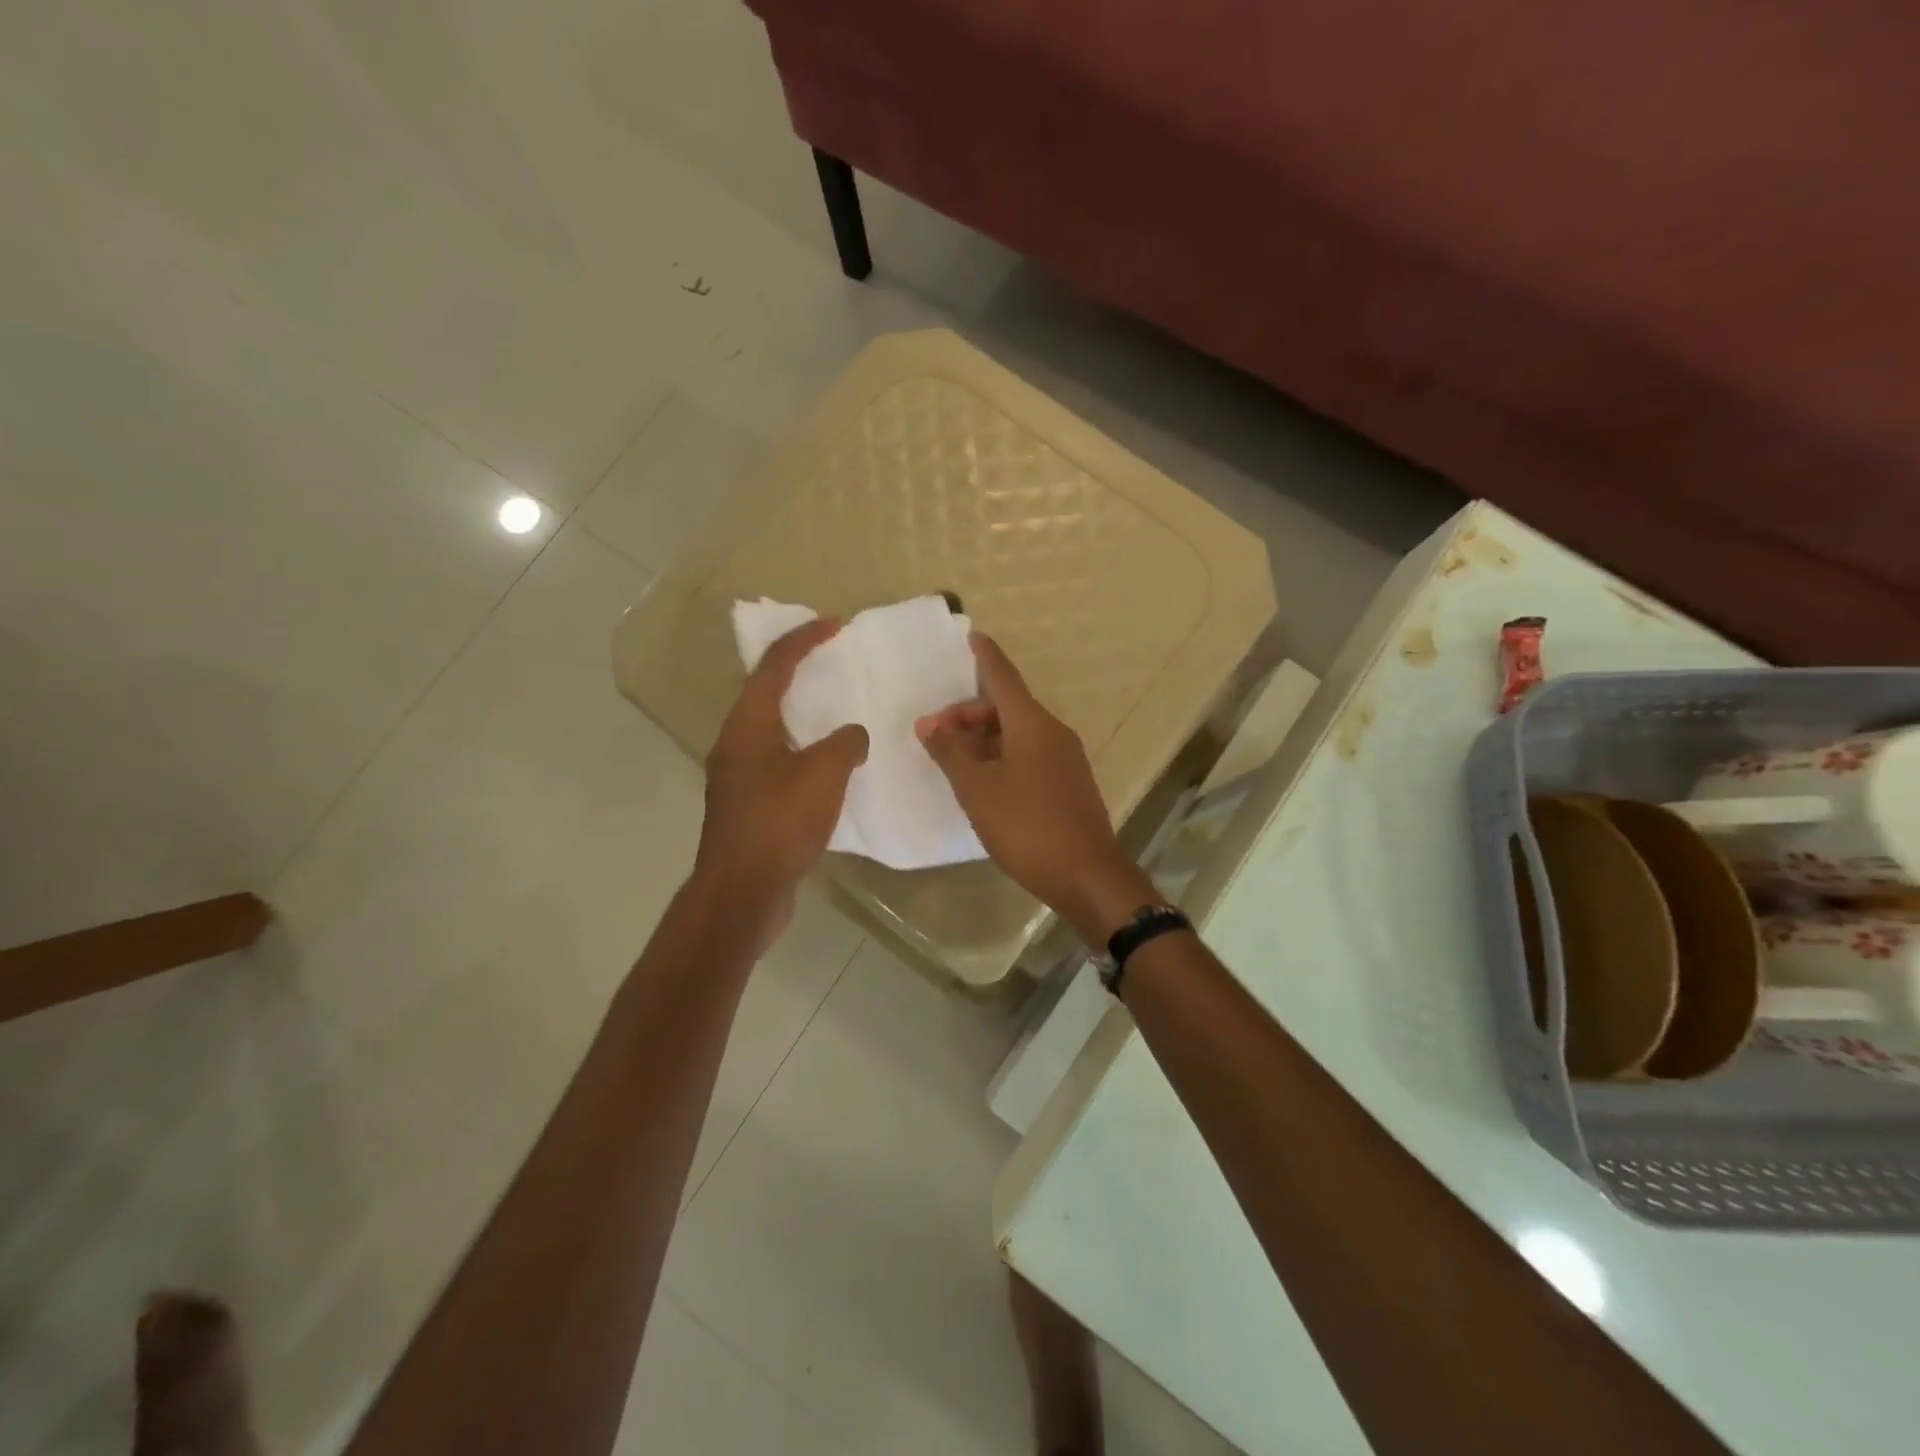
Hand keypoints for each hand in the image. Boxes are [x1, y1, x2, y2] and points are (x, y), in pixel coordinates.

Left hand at [695, 619, 868, 932]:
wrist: (742, 892)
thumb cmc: (780, 822)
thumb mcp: (824, 773)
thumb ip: (845, 742)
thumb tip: (851, 737)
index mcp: (747, 726)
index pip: (774, 667)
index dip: (804, 640)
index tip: (835, 625)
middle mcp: (735, 745)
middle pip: (766, 695)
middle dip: (799, 674)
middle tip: (834, 665)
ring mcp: (738, 779)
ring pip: (773, 733)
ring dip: (802, 718)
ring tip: (838, 715)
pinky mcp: (748, 808)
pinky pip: (779, 765)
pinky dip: (804, 755)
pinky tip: (830, 771)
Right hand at [916, 634, 1154, 944]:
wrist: (1087, 875)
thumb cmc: (1027, 826)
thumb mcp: (977, 789)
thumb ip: (950, 753)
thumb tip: (928, 723)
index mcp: (1031, 724)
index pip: (1003, 676)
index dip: (985, 656)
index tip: (971, 637)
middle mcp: (1052, 732)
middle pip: (1006, 707)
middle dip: (969, 714)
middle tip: (935, 735)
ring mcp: (1064, 759)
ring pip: (1017, 733)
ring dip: (983, 739)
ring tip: (953, 761)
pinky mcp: (1068, 783)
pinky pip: (1029, 754)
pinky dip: (1002, 756)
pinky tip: (982, 781)